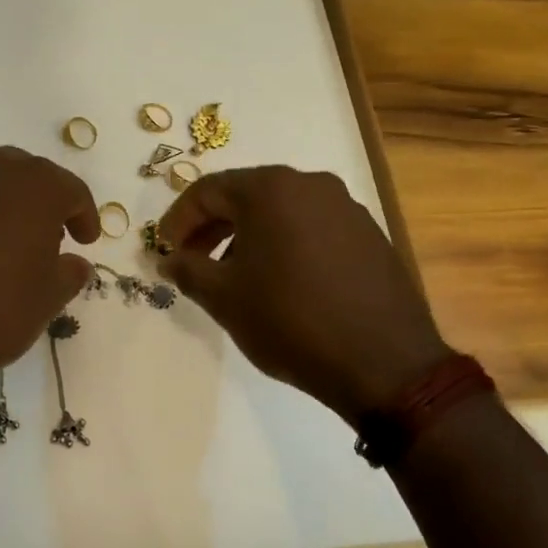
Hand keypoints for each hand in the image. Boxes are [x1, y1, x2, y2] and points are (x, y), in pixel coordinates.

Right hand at [159, 167, 447, 421]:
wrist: (384, 362)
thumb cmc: (290, 321)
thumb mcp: (224, 297)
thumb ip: (187, 270)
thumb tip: (169, 259)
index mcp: (271, 189)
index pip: (208, 190)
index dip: (179, 219)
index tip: (164, 250)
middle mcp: (310, 184)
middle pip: (246, 195)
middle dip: (212, 226)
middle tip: (192, 260)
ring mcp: (346, 207)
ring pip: (281, 210)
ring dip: (248, 235)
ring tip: (234, 275)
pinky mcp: (369, 234)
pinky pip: (312, 227)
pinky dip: (285, 244)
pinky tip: (280, 281)